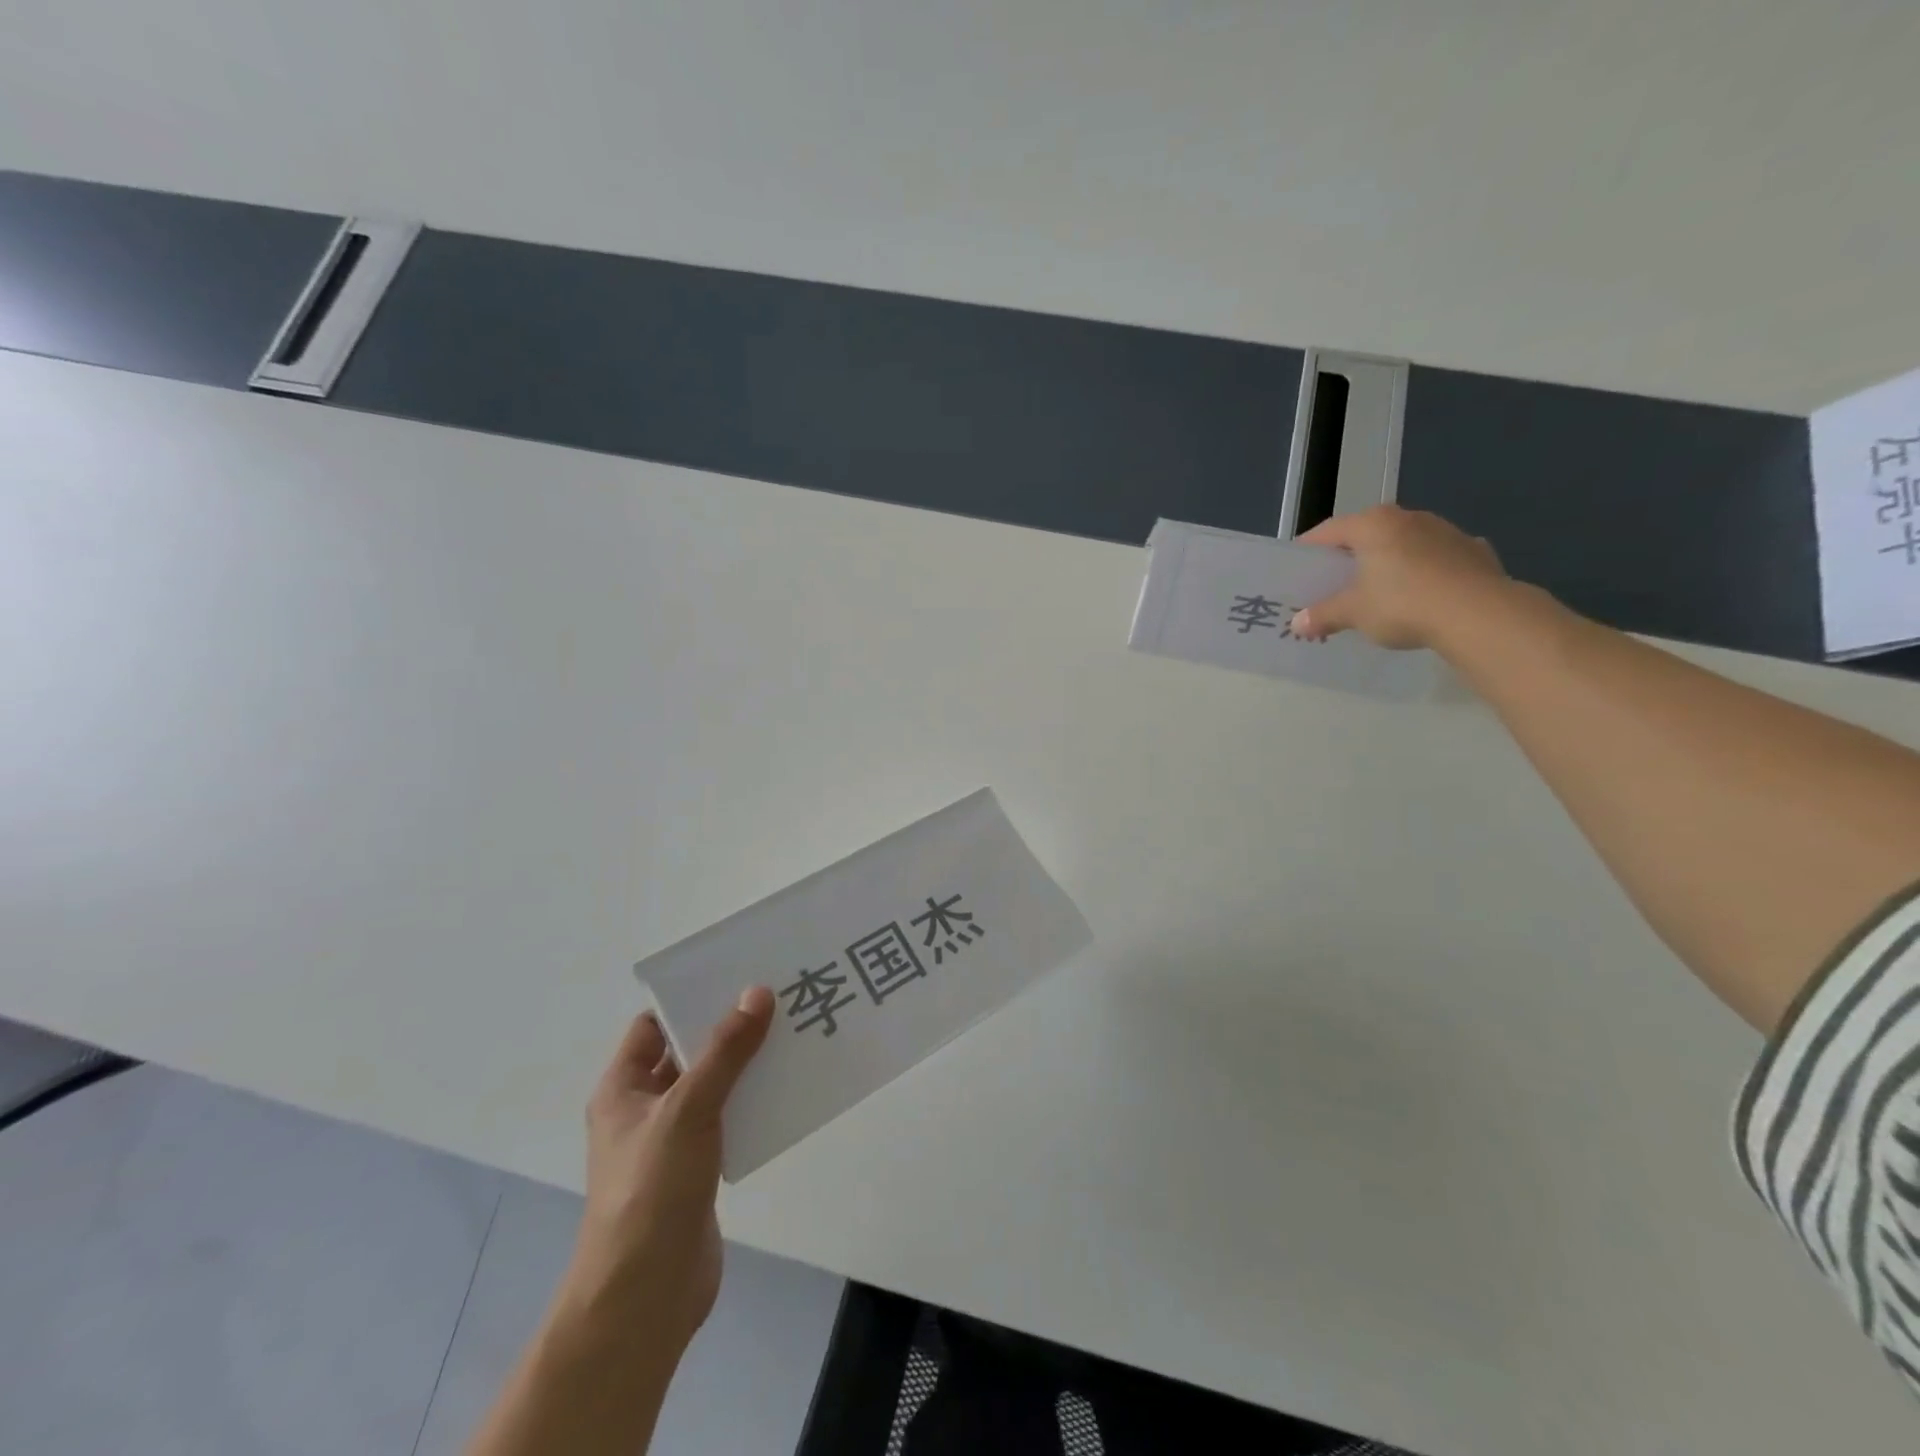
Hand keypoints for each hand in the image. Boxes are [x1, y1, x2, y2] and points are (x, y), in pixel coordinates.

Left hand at [561, 988, 774, 1355]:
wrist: (645, 1296)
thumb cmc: (652, 1189)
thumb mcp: (688, 1109)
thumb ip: (725, 1051)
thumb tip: (757, 992)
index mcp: (623, 1089)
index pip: (652, 1026)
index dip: (688, 1001)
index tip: (736, 978)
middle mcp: (643, 1110)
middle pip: (687, 1053)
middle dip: (727, 1029)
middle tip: (777, 999)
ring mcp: (670, 1142)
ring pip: (711, 1087)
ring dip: (745, 1066)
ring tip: (792, 1035)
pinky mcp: (697, 1170)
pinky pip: (727, 1120)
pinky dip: (752, 1103)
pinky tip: (787, 1089)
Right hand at [1288, 505, 1509, 650]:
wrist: (1478, 614)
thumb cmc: (1402, 604)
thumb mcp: (1353, 613)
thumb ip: (1322, 615)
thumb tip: (1297, 624)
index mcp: (1373, 524)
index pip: (1328, 531)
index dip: (1308, 550)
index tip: (1298, 569)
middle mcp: (1408, 518)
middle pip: (1366, 535)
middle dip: (1349, 558)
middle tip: (1333, 583)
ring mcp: (1445, 531)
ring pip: (1403, 544)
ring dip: (1387, 563)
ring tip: (1378, 591)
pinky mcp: (1473, 550)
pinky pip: (1436, 558)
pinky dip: (1423, 572)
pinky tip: (1421, 594)